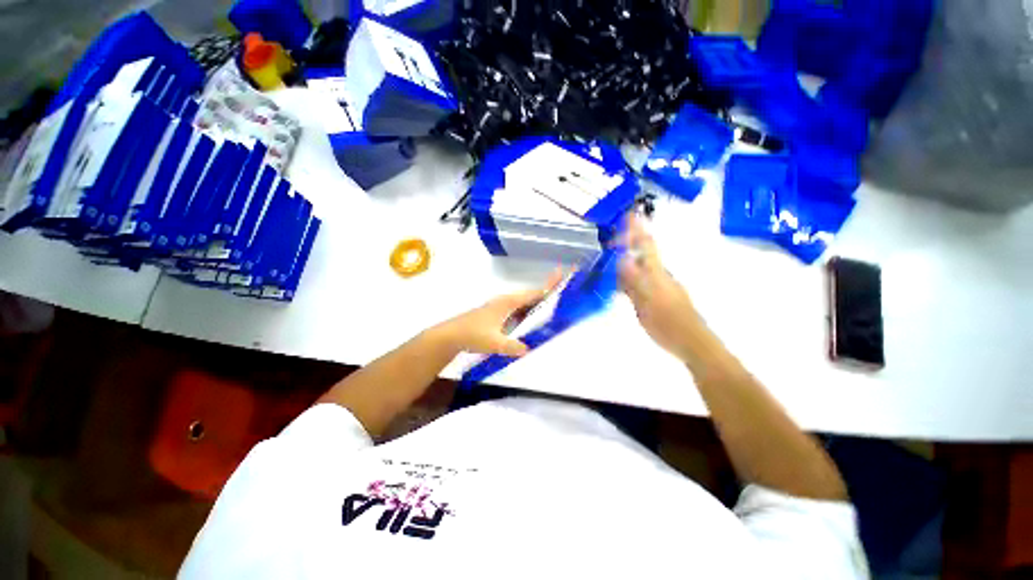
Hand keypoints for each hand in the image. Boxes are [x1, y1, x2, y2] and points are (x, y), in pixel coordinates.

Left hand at [434, 270, 562, 356]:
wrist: (451, 335)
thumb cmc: (472, 334)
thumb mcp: (494, 343)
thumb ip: (512, 346)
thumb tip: (528, 349)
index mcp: (508, 303)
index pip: (533, 293)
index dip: (549, 285)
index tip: (562, 274)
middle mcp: (506, 301)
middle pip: (531, 295)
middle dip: (546, 293)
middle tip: (562, 292)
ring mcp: (501, 307)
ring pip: (524, 303)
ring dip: (537, 303)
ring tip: (552, 307)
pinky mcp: (497, 314)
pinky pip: (518, 310)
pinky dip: (528, 311)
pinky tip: (532, 320)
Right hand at [619, 216, 703, 358]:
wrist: (691, 342)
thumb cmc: (670, 323)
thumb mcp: (648, 302)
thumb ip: (634, 280)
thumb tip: (621, 259)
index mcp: (657, 272)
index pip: (646, 244)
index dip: (636, 229)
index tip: (627, 214)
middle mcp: (658, 275)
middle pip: (642, 252)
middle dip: (627, 240)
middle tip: (609, 236)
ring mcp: (658, 286)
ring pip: (639, 267)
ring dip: (624, 259)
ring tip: (607, 258)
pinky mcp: (655, 297)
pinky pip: (637, 281)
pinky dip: (625, 277)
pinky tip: (615, 284)